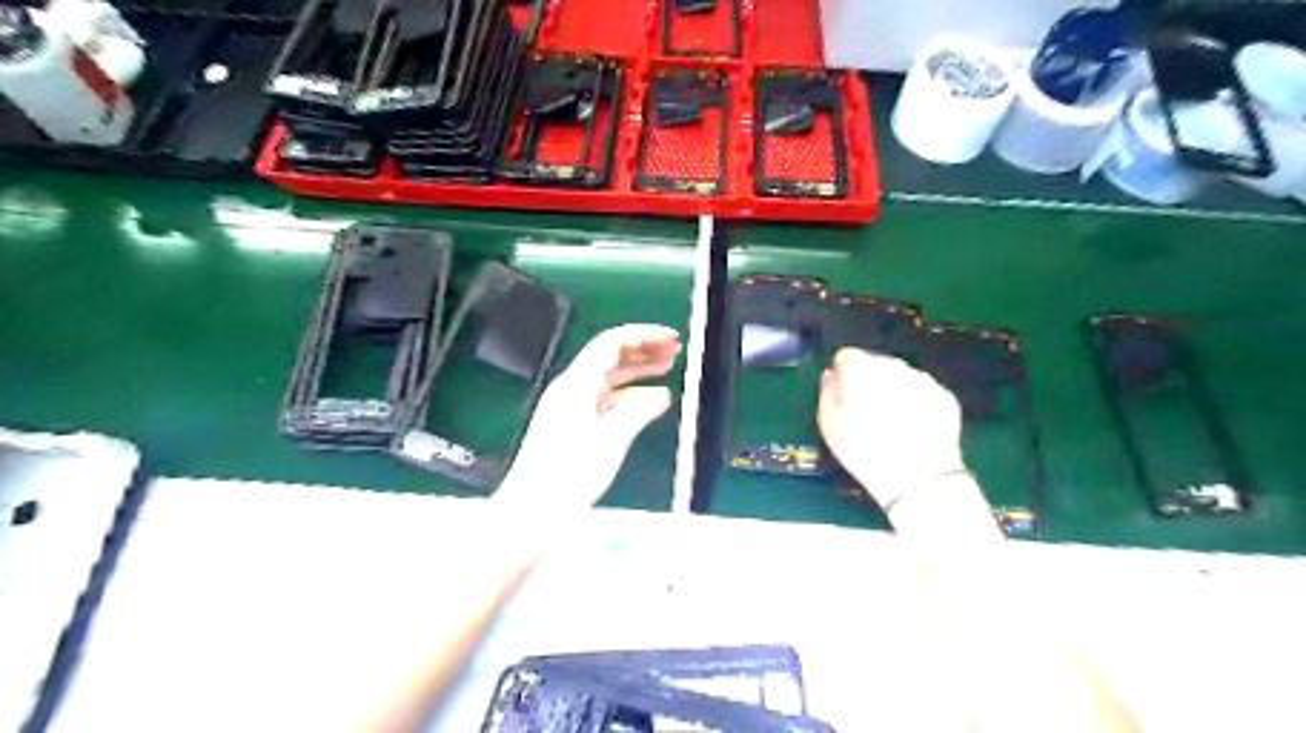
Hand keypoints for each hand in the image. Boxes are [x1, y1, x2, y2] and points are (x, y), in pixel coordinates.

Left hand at [496, 322, 685, 511]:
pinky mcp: (571, 425)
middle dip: (643, 349)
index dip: (644, 335)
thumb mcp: (611, 441)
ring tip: (667, 366)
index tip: (672, 338)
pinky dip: (629, 395)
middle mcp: (571, 389)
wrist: (531, 512)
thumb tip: (663, 394)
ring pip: (609, 377)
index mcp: (576, 384)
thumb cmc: (569, 476)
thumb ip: (639, 411)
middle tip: (675, 349)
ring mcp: (569, 407)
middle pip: (609, 356)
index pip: (612, 343)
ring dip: (638, 369)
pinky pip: (605, 399)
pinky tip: (648, 401)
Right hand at [813, 349, 968, 508]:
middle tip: (865, 411)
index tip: (844, 396)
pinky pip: (923, 390)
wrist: (918, 477)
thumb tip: (831, 375)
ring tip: (889, 421)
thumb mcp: (829, 425)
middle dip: (869, 380)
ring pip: (900, 375)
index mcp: (861, 369)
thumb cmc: (864, 451)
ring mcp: (922, 379)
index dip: (843, 375)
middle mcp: (893, 366)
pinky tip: (911, 425)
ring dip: (893, 389)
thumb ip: (827, 393)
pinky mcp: (944, 395)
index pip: (847, 356)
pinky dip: (915, 400)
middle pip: (875, 363)